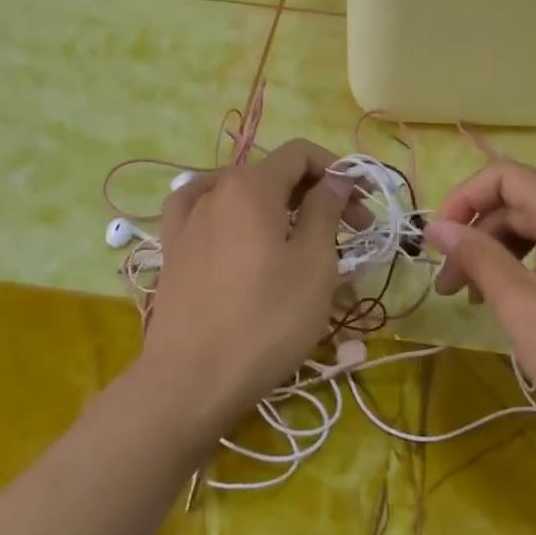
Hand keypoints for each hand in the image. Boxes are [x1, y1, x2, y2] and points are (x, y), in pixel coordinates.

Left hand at [136, 139, 351, 438]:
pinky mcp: (172, 248)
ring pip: (242, 193)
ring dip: (278, 205)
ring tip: (298, 235)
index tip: (362, 205)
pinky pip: (201, 209)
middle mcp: (216, 189)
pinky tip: (231, 220)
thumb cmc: (266, 321)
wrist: (191, 381)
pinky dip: (226, 207)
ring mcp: (188, 218)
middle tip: (348, 230)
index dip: (338, 171)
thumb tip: (335, 178)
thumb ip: (325, 209)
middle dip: (315, 193)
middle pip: (274, 172)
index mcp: (252, 185)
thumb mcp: (314, 264)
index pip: (301, 153)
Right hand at [426, 161, 535, 451]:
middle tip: (453, 289)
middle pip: (522, 203)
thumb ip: (477, 257)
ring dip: (504, 255)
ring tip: (482, 301)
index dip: (462, 200)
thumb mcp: (521, 307)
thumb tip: (437, 226)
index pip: (502, 176)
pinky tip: (525, 305)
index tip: (437, 244)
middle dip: (479, 238)